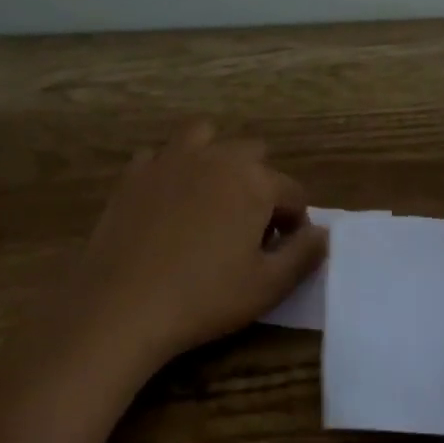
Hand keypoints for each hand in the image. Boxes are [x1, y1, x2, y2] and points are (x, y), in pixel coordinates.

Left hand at [72, 122, 327, 366]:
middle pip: (253, 155)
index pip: (292, 193)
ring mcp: (170, 160)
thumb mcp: (269, 286)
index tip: (281, 251)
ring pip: (205, 137)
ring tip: (211, 198)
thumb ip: (304, 255)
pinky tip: (168, 202)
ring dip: (217, 159)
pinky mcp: (134, 174)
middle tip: (248, 228)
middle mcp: (215, 157)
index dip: (294, 223)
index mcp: (254, 181)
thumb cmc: (204, 298)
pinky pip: (161, 156)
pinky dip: (171, 170)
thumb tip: (322, 233)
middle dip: (259, 185)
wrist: (122, 305)